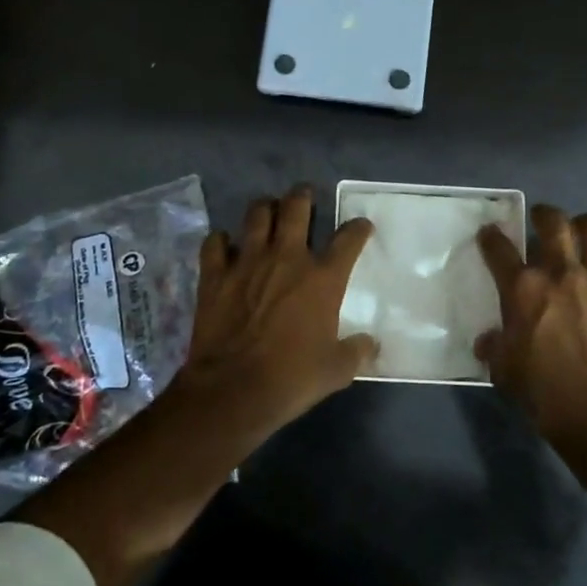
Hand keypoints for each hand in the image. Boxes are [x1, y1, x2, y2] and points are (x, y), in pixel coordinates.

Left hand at [180, 185, 378, 437]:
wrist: (233, 390)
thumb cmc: (292, 378)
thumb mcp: (336, 370)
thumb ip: (357, 352)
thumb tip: (372, 345)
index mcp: (323, 279)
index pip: (348, 240)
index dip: (358, 229)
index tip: (361, 226)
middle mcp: (287, 258)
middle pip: (296, 208)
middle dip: (303, 196)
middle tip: (304, 195)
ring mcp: (247, 262)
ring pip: (256, 215)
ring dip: (264, 207)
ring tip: (267, 209)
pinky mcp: (215, 274)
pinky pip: (215, 242)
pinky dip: (221, 240)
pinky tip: (224, 244)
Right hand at [476, 205, 586, 440]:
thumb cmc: (544, 394)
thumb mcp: (505, 371)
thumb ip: (496, 347)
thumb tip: (488, 341)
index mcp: (525, 289)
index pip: (500, 249)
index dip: (492, 238)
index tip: (490, 234)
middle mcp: (564, 274)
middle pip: (554, 223)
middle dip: (545, 215)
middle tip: (543, 220)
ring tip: (585, 234)